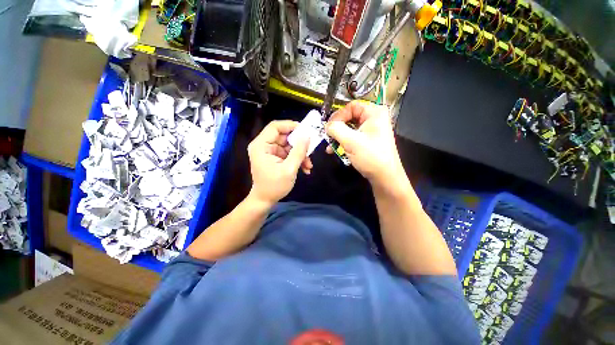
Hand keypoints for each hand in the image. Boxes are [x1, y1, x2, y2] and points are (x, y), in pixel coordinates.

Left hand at [248, 120, 312, 205]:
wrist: (265, 200)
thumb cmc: (274, 186)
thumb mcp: (289, 169)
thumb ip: (298, 152)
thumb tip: (307, 136)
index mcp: (261, 145)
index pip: (275, 127)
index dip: (291, 125)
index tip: (306, 130)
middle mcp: (264, 145)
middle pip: (284, 136)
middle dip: (299, 144)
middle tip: (311, 149)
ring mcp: (270, 152)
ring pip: (289, 146)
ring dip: (300, 154)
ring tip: (309, 165)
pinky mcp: (275, 157)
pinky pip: (288, 153)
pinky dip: (297, 159)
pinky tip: (305, 168)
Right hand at [326, 101, 405, 188]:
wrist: (384, 177)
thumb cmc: (371, 157)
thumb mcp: (351, 141)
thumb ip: (336, 129)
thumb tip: (327, 125)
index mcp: (374, 113)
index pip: (351, 107)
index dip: (338, 116)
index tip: (328, 127)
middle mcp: (373, 119)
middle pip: (349, 118)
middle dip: (336, 128)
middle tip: (327, 137)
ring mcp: (371, 130)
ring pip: (349, 129)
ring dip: (338, 137)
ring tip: (330, 146)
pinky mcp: (367, 141)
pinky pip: (352, 137)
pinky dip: (343, 142)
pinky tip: (335, 150)